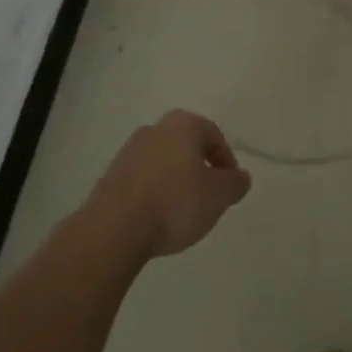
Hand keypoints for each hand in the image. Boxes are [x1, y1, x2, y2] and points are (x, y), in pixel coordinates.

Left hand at [85, 110, 252, 260]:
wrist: (115, 227)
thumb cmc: (175, 202)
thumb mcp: (218, 196)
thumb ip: (234, 184)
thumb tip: (241, 177)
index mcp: (183, 124)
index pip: (214, 135)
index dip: (226, 160)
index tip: (229, 187)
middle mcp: (155, 128)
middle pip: (186, 145)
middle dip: (199, 168)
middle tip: (207, 196)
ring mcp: (129, 151)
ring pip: (163, 161)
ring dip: (175, 180)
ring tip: (181, 212)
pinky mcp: (111, 175)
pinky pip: (142, 179)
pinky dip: (153, 192)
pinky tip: (157, 217)